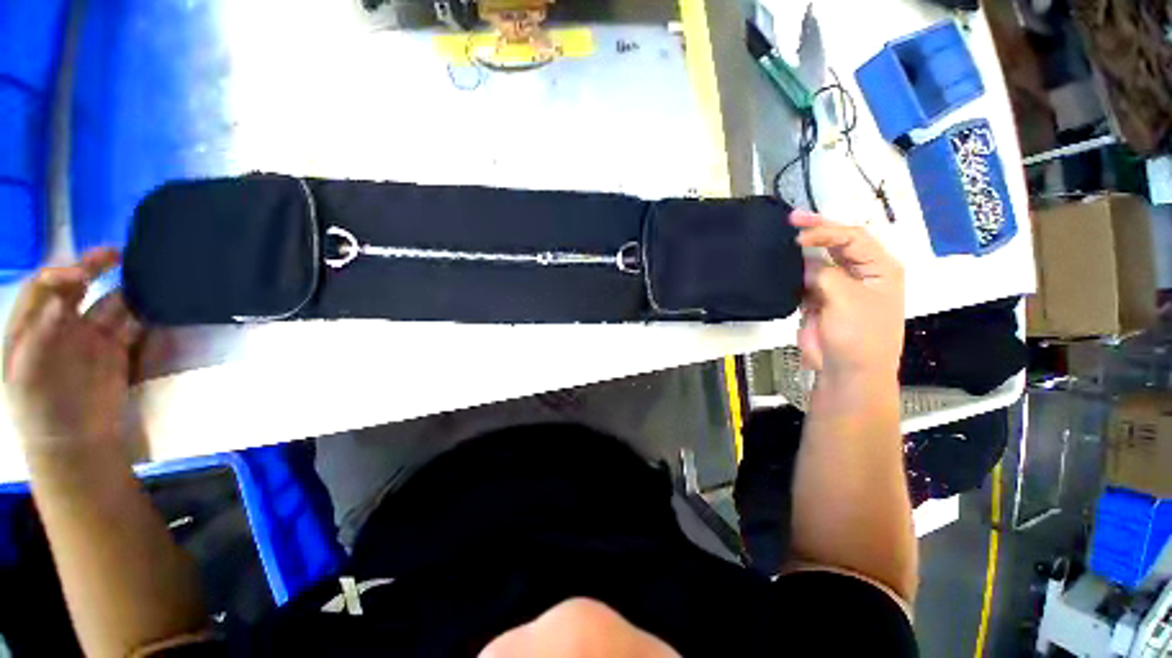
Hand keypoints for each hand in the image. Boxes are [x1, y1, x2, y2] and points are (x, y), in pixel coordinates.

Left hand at [3, 249, 142, 458]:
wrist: (75, 445)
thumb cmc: (41, 410)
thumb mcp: (27, 374)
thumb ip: (40, 334)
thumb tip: (63, 299)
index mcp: (33, 325)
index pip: (45, 286)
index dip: (62, 272)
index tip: (85, 271)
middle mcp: (61, 325)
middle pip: (78, 287)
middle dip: (95, 267)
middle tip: (118, 254)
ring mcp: (91, 339)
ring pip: (110, 304)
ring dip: (126, 292)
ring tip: (146, 280)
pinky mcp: (117, 353)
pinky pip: (131, 326)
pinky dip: (143, 315)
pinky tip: (154, 308)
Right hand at [791, 211, 903, 381]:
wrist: (847, 371)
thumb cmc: (859, 335)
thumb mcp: (846, 299)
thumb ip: (824, 274)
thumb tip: (802, 262)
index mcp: (880, 267)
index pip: (852, 237)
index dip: (826, 232)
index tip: (798, 236)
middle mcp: (861, 272)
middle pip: (837, 244)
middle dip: (815, 231)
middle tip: (791, 219)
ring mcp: (838, 286)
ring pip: (819, 261)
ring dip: (802, 252)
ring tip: (781, 242)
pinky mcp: (819, 300)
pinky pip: (805, 279)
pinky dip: (794, 272)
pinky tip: (781, 266)